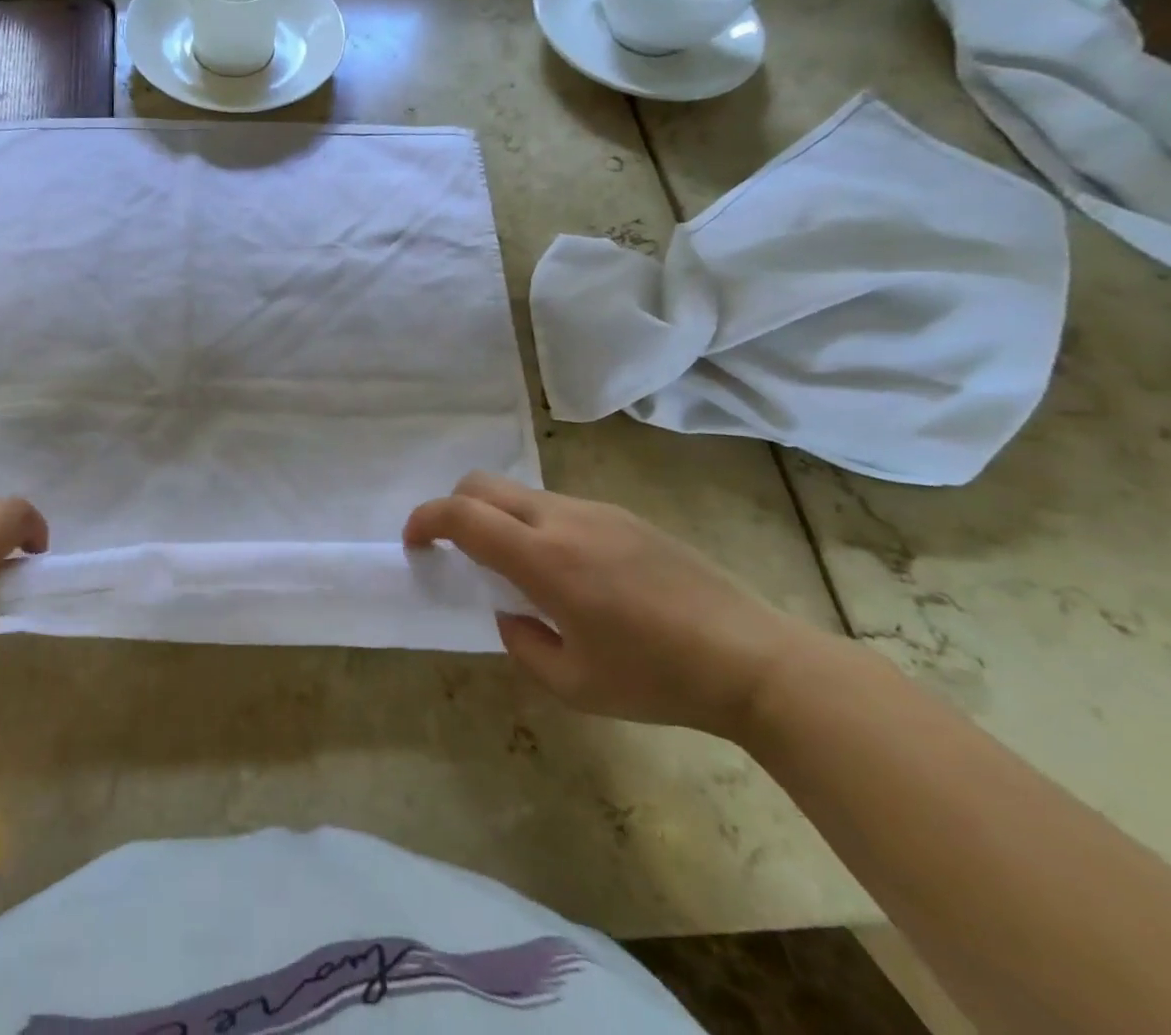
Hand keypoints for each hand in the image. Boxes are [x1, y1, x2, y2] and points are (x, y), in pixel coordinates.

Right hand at [405, 472, 822, 739]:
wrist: (756, 660)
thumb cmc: (658, 680)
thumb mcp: (574, 685)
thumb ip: (521, 643)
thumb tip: (510, 612)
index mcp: (544, 560)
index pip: (462, 515)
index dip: (425, 520)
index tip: (414, 542)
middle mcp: (563, 520)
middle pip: (483, 485)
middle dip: (452, 507)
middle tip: (454, 549)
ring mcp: (596, 511)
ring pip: (520, 493)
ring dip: (498, 517)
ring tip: (518, 568)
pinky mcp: (624, 515)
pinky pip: (558, 506)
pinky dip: (535, 524)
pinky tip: (569, 571)